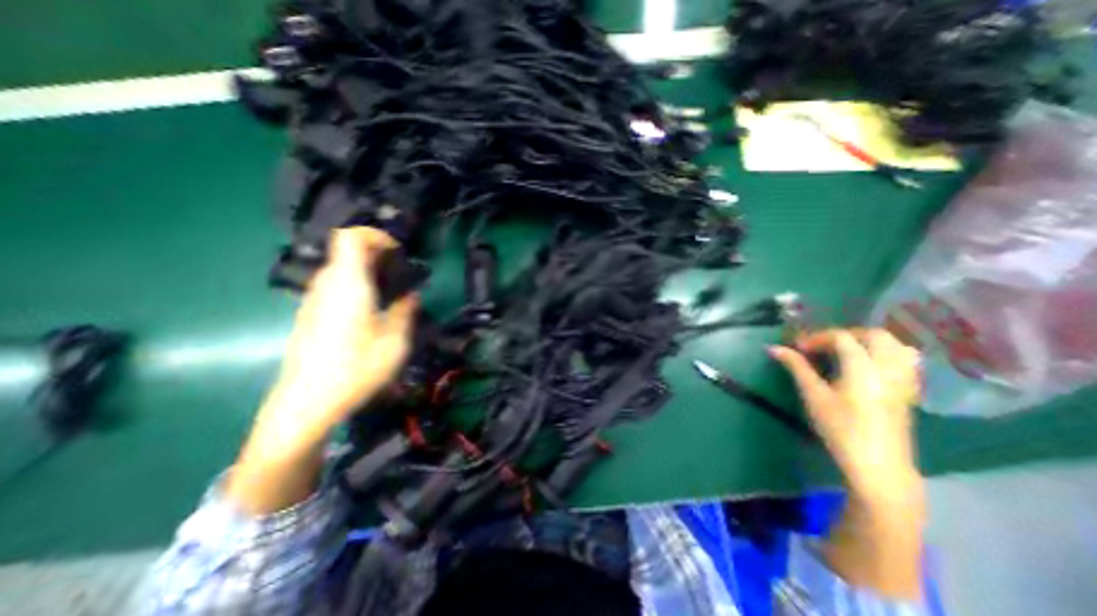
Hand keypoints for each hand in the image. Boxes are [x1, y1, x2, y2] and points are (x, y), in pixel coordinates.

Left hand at [270, 226, 420, 431]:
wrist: (305, 403)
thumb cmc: (355, 369)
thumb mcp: (395, 342)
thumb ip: (405, 311)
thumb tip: (410, 295)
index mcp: (348, 285)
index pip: (350, 237)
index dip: (374, 235)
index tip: (397, 252)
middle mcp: (326, 286)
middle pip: (346, 252)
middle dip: (376, 254)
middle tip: (400, 274)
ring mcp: (314, 301)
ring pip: (341, 270)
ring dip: (366, 271)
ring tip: (390, 292)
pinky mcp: (310, 316)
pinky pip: (335, 287)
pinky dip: (356, 286)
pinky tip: (371, 311)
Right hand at [765, 328, 918, 505]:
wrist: (877, 465)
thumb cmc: (840, 428)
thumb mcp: (813, 396)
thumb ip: (796, 367)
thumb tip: (774, 348)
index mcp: (864, 369)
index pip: (842, 338)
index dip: (817, 337)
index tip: (798, 348)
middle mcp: (888, 369)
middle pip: (874, 335)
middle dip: (845, 334)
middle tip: (823, 345)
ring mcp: (904, 380)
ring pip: (896, 345)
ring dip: (869, 341)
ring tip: (846, 352)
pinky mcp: (909, 392)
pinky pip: (906, 361)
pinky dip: (887, 354)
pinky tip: (869, 365)